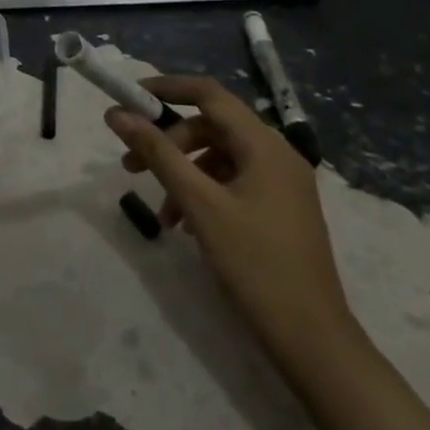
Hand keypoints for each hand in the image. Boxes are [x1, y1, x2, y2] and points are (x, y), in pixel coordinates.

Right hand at [107, 75, 358, 376]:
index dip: (166, 88)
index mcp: (264, 145)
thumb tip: (116, 113)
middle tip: (131, 165)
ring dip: (183, 173)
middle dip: (168, 141)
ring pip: (219, 157)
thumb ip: (158, 153)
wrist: (313, 342)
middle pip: (211, 127)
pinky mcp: (280, 209)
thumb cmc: (256, 265)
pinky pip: (233, 182)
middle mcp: (276, 154)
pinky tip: (185, 225)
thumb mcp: (199, 204)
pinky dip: (203, 193)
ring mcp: (281, 183)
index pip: (209, 94)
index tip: (128, 98)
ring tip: (160, 212)